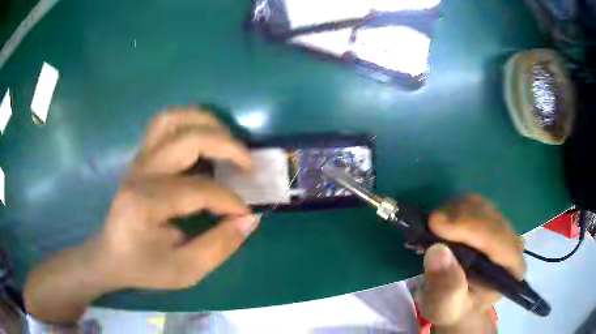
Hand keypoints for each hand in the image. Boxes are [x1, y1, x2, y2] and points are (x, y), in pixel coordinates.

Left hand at [25, 107, 259, 321]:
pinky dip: (190, 124)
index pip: (199, 189)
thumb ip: (219, 246)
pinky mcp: (140, 157)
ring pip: (173, 118)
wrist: (110, 255)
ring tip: (227, 140)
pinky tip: (204, 140)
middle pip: (188, 139)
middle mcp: (140, 172)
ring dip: (206, 122)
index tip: (245, 214)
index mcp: (146, 202)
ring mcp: (138, 160)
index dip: (230, 201)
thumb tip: (250, 218)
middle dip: (226, 147)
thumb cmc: (144, 266)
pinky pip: (165, 125)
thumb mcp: (185, 271)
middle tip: (247, 164)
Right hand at [417, 195, 525, 332]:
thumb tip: (437, 250)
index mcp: (510, 270)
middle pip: (489, 216)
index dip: (469, 227)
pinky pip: (474, 203)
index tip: (435, 224)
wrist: (457, 304)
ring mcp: (503, 229)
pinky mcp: (491, 220)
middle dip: (457, 216)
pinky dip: (453, 208)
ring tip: (432, 229)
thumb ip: (445, 288)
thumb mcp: (444, 308)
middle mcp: (513, 244)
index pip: (498, 239)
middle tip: (427, 225)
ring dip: (453, 211)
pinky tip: (441, 223)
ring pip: (481, 204)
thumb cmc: (452, 309)